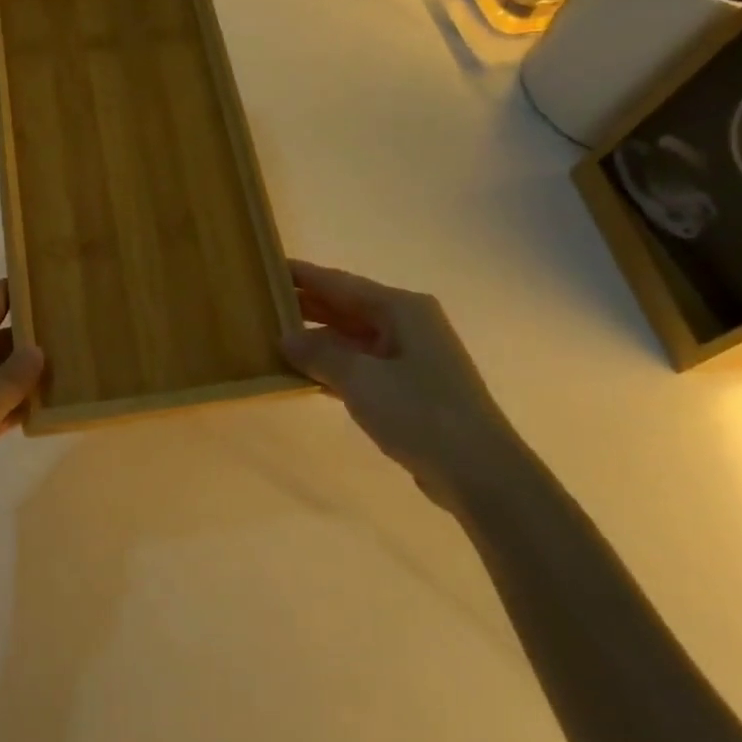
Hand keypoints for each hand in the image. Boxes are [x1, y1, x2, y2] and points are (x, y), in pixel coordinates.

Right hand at [280, 260, 513, 508]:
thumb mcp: (361, 379)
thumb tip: (285, 337)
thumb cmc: (420, 413)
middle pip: (347, 308)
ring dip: (317, 340)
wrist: (480, 474)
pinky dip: (334, 367)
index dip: (303, 276)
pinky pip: (361, 366)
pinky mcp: (410, 389)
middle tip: (261, 305)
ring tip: (273, 338)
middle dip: (306, 307)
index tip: (268, 267)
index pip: (340, 283)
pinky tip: (304, 375)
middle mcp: (407, 324)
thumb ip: (319, 354)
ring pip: (353, 338)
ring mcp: (411, 357)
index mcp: (401, 309)